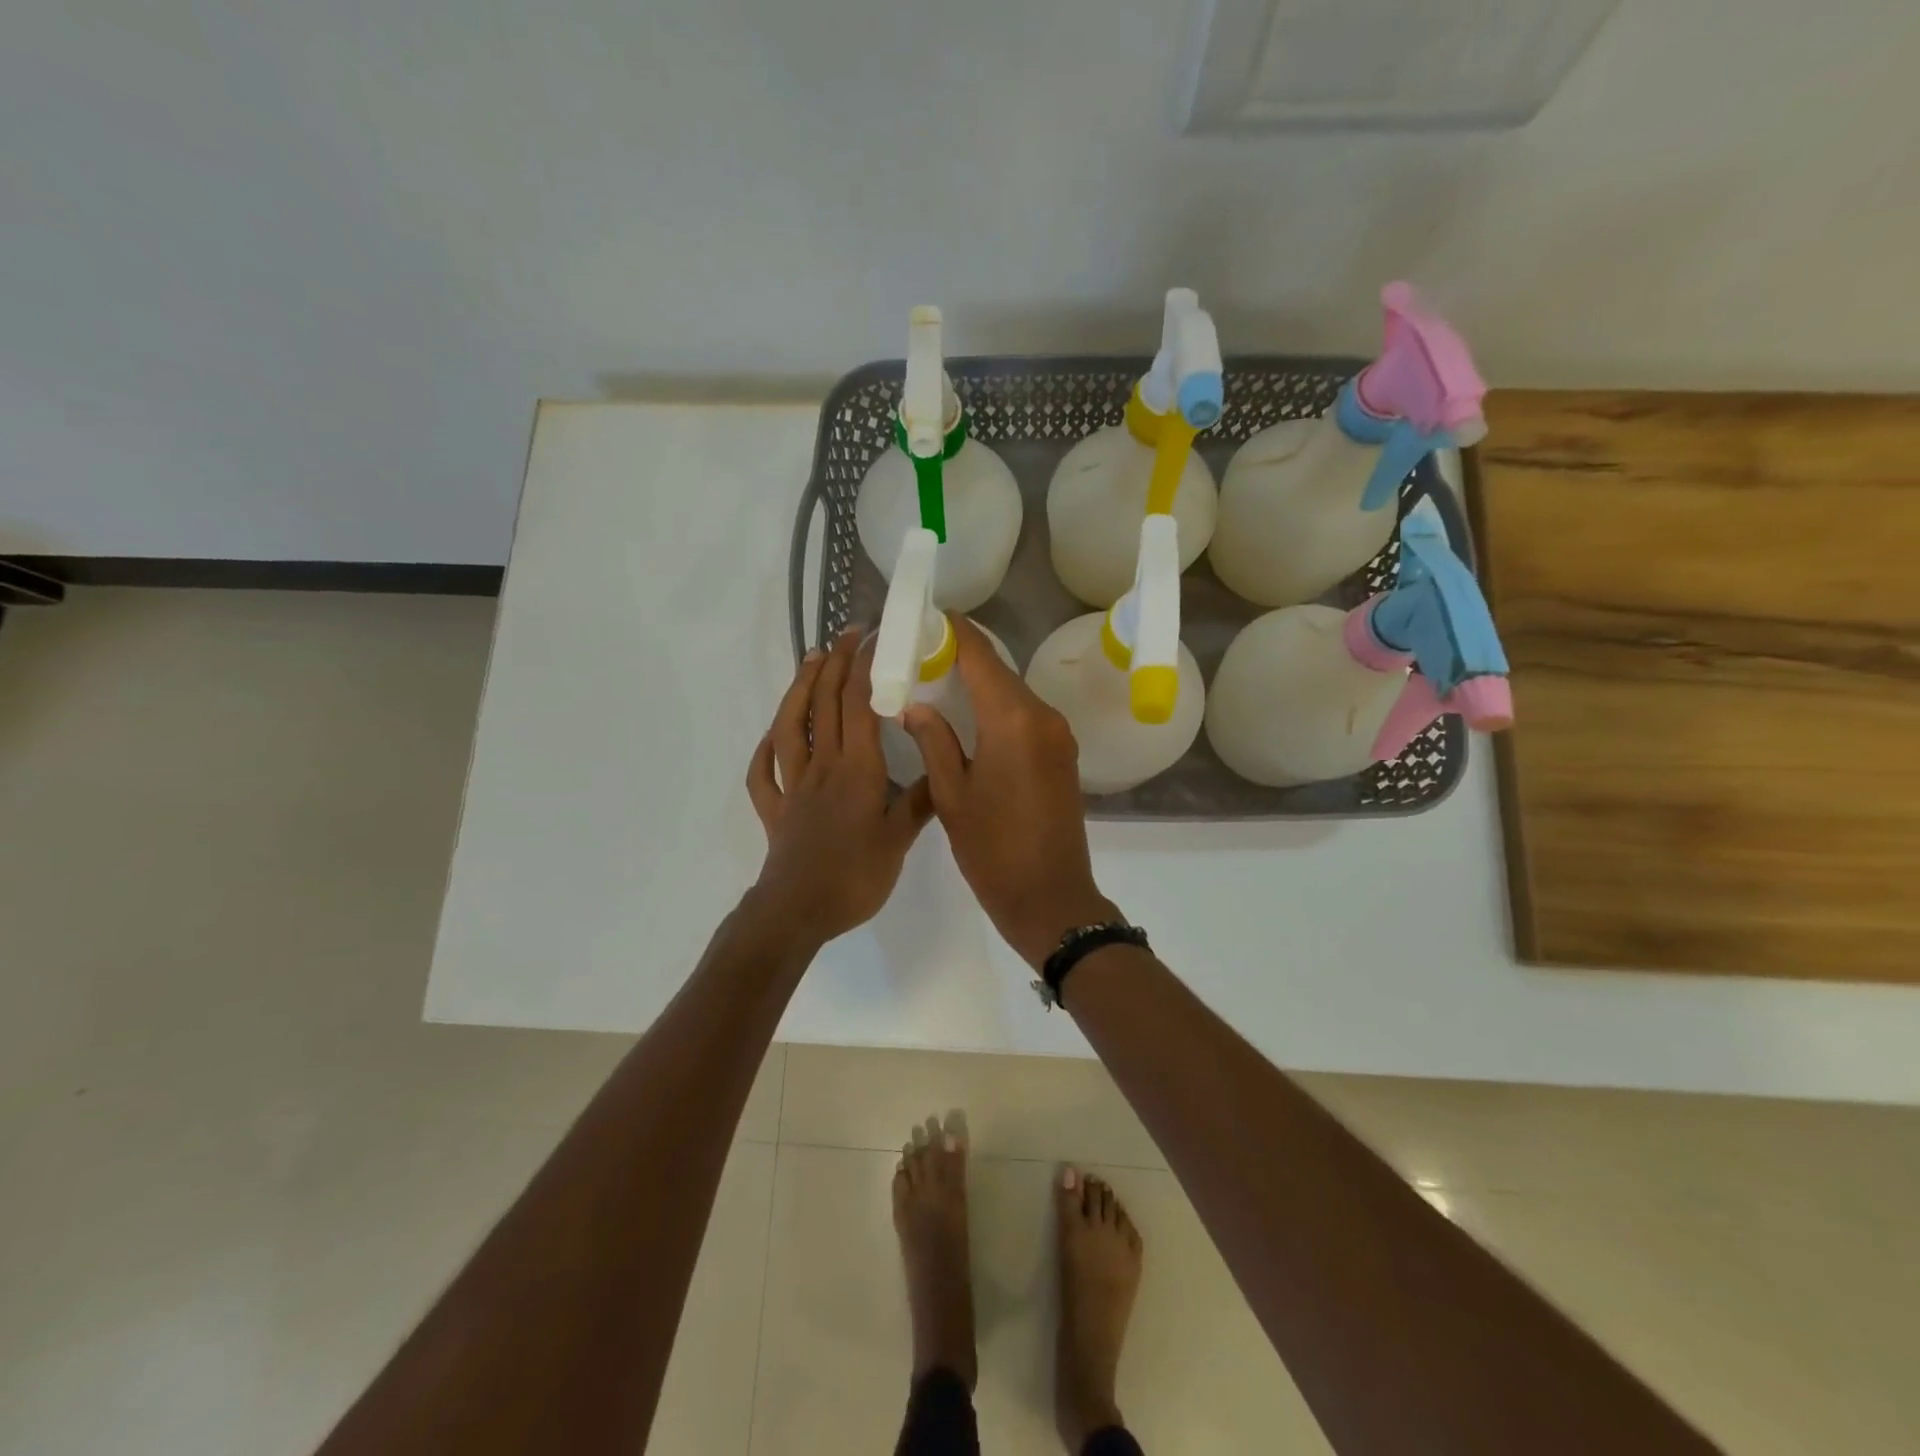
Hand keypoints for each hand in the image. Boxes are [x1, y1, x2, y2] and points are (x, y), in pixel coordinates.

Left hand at [746, 629, 932, 946]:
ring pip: (790, 727)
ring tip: (809, 661)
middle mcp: (822, 766)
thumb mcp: (900, 840)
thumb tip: (942, 771)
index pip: (860, 705)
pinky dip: (765, 750)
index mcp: (856, 769)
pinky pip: (763, 773)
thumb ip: (920, 802)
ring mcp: (793, 785)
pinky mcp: (775, 808)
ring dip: (798, 689)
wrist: (798, 911)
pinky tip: (771, 737)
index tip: (874, 639)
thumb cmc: (855, 876)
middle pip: (824, 705)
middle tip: (847, 635)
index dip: (865, 667)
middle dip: (836, 664)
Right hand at [903, 616, 1118, 966]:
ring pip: (1013, 692)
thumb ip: (933, 739)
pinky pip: (1026, 715)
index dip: (954, 631)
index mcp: (1013, 720)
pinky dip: (998, 707)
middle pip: (999, 670)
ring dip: (980, 682)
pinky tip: (970, 714)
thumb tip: (915, 705)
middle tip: (921, 652)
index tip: (927, 616)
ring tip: (938, 679)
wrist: (1051, 898)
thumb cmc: (992, 849)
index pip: (981, 655)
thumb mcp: (951, 794)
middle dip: (962, 655)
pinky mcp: (1064, 753)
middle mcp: (1043, 716)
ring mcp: (1059, 734)